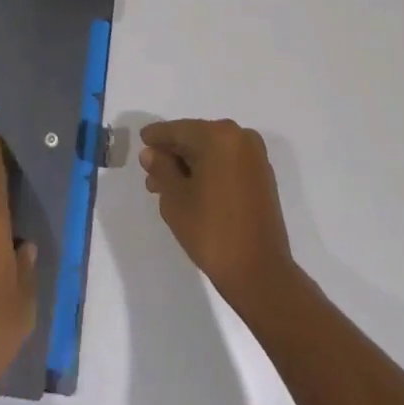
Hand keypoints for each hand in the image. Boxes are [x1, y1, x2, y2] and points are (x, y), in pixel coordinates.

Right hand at [140, 118, 298, 314]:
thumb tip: (151, 153)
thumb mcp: (175, 199)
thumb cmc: (212, 232)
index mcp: (219, 135)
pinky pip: (227, 164)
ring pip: (212, 152)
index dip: (157, 136)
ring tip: (166, 188)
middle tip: (151, 173)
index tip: (142, 140)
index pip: (179, 130)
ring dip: (189, 165)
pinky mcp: (262, 177)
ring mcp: (255, 157)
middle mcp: (240, 137)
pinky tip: (192, 191)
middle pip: (196, 138)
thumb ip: (161, 169)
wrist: (261, 274)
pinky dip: (209, 171)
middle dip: (173, 155)